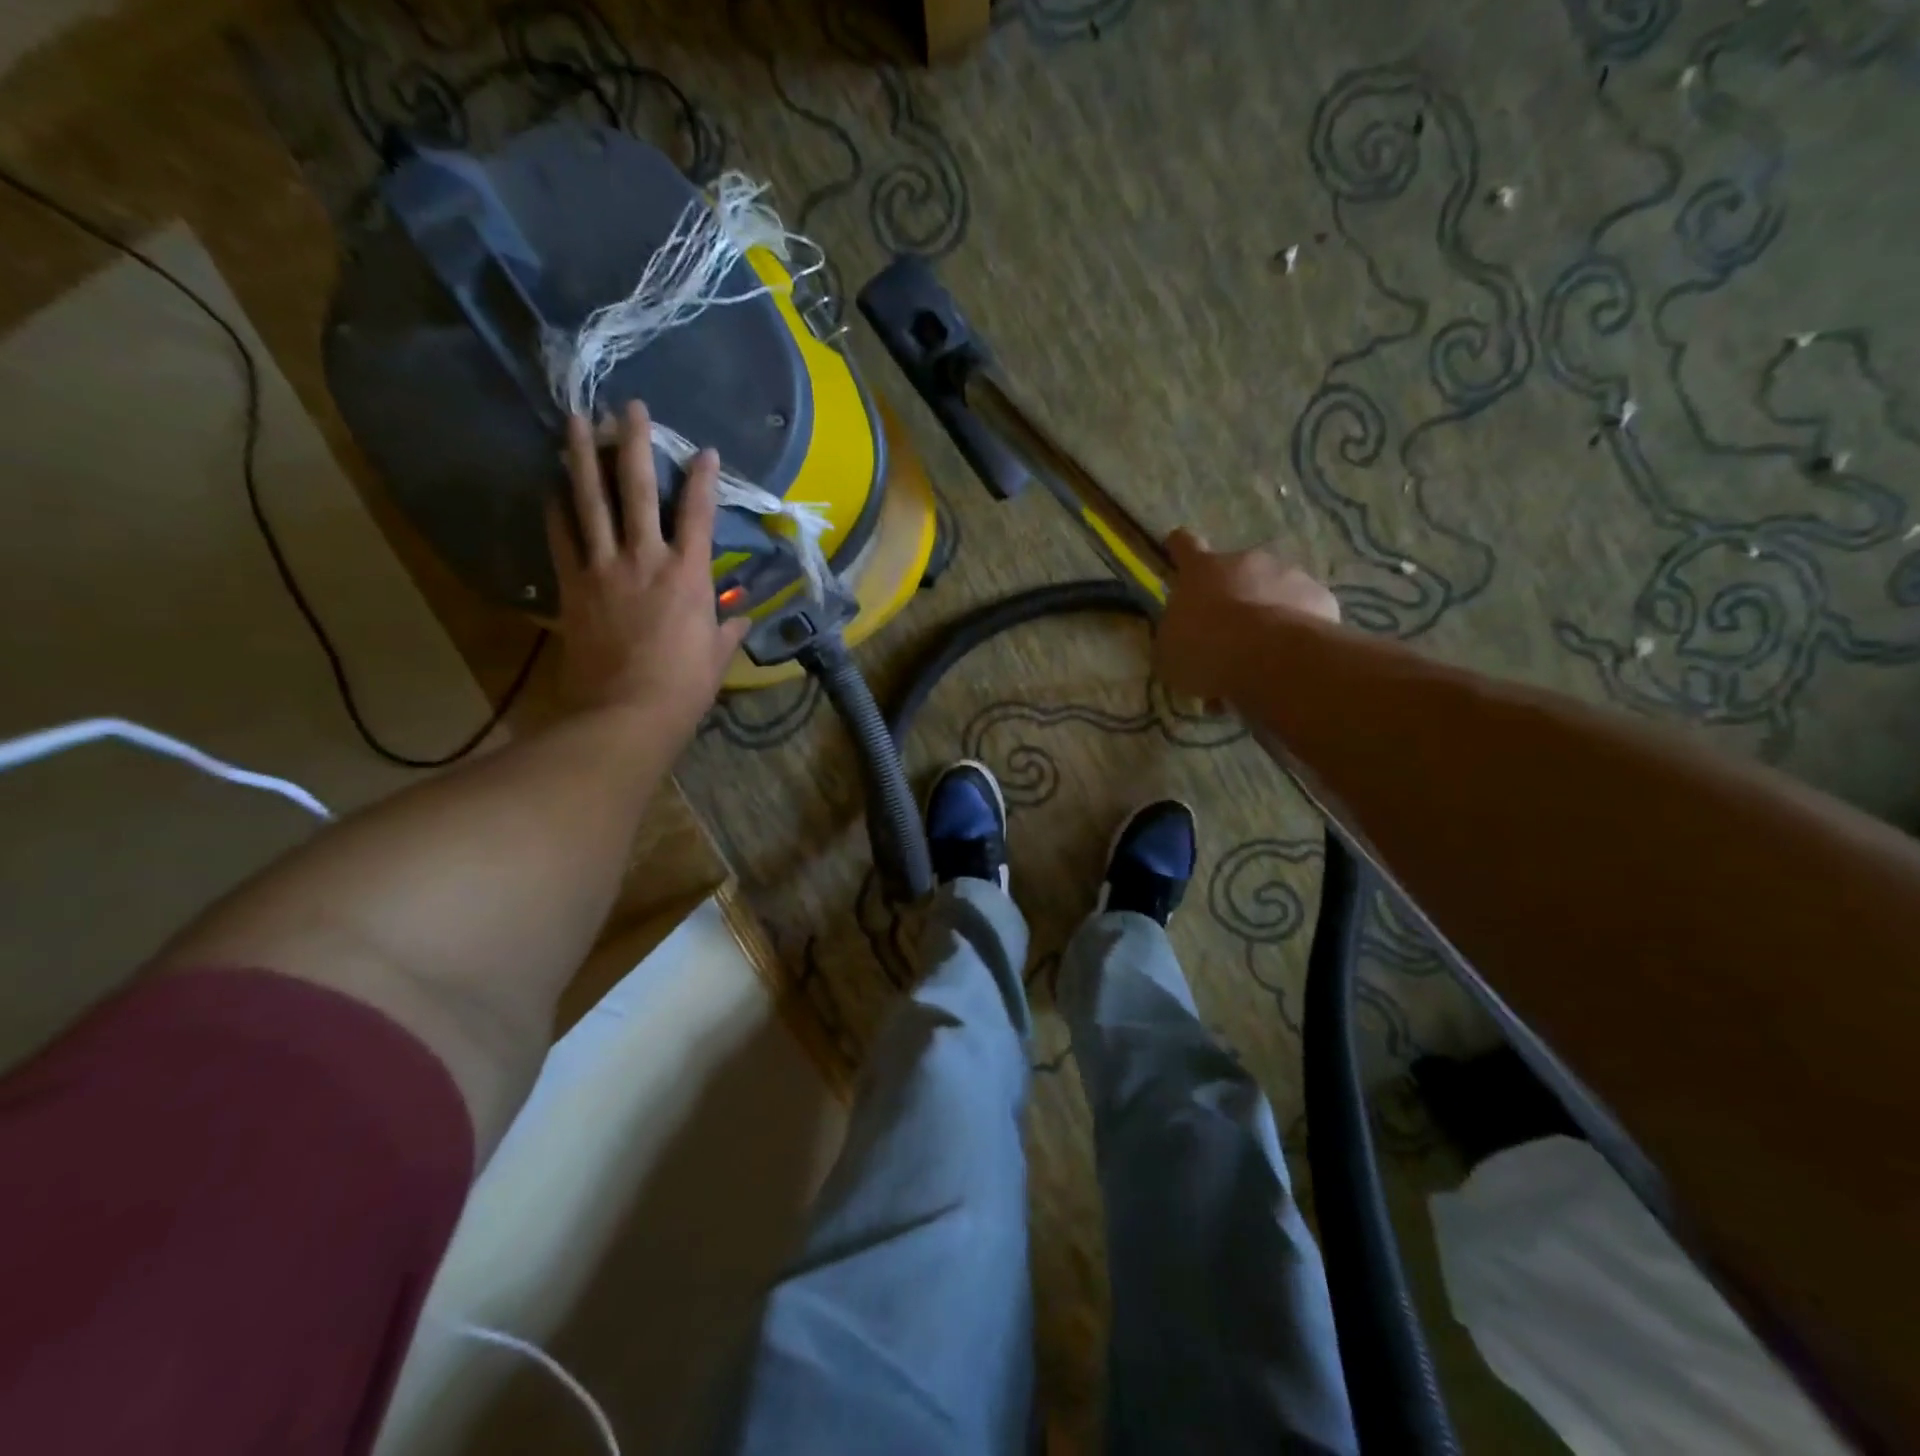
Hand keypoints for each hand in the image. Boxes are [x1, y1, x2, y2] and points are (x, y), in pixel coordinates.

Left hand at [548, 401, 750, 733]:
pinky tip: (551, 487)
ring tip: (575, 421)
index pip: (699, 515)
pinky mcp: (573, 586)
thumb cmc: (683, 687)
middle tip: (629, 407)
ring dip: (582, 458)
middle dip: (635, 444)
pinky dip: (556, 510)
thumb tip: (740, 614)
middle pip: (637, 491)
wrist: (626, 713)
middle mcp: (645, 559)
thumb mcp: (717, 656)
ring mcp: (604, 569)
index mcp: (689, 575)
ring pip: (590, 502)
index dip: (704, 479)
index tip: (705, 451)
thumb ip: (728, 627)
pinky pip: (562, 539)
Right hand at [1155, 529, 1340, 701]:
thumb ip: (1175, 633)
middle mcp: (1246, 561)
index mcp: (1201, 570)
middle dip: (1232, 594)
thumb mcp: (1170, 651)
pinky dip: (1295, 629)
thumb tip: (1181, 631)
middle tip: (1227, 633)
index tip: (1177, 551)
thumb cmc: (1207, 650)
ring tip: (1261, 653)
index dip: (1179, 548)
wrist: (1271, 658)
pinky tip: (1289, 656)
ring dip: (1265, 613)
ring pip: (1272, 590)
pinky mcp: (1320, 596)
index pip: (1184, 545)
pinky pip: (1303, 610)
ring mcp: (1288, 574)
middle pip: (1235, 571)